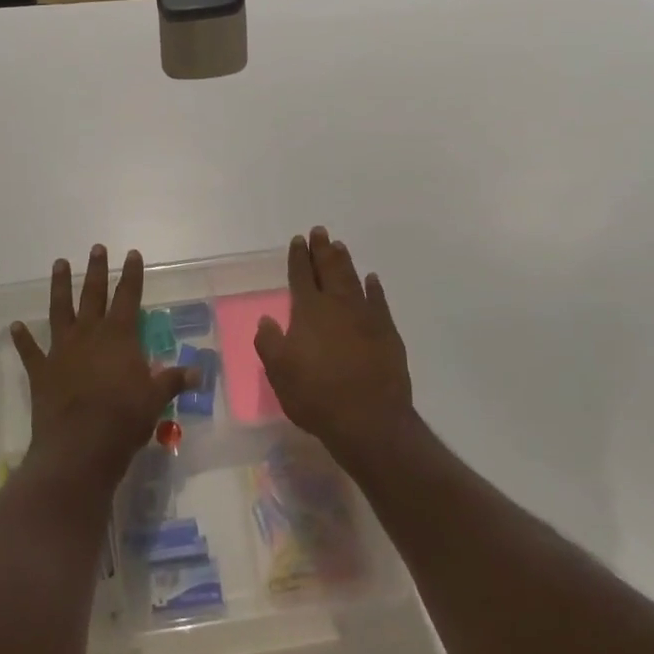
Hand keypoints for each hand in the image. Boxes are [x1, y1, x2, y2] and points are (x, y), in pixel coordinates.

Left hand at [12, 246, 194, 486]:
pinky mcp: (42, 371)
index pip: (129, 297)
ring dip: (59, 287)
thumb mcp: (156, 399)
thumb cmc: (124, 419)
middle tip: (96, 248)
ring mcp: (62, 350)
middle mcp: (89, 334)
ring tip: (59, 264)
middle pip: (93, 294)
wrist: (79, 446)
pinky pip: (30, 351)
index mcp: (119, 336)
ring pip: (60, 310)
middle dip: (97, 270)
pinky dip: (23, 339)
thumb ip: (173, 381)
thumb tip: (199, 373)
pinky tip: (16, 326)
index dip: (132, 275)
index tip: (132, 253)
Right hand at [255, 227, 415, 466]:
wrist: (369, 421)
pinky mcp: (387, 332)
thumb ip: (270, 343)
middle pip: (328, 269)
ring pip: (353, 279)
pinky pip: (379, 301)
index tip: (298, 240)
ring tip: (339, 246)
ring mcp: (366, 317)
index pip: (301, 276)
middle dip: (322, 250)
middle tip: (320, 232)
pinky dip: (374, 288)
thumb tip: (267, 319)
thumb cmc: (316, 397)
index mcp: (308, 311)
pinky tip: (372, 280)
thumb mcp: (279, 373)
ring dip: (345, 262)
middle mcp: (337, 305)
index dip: (298, 257)